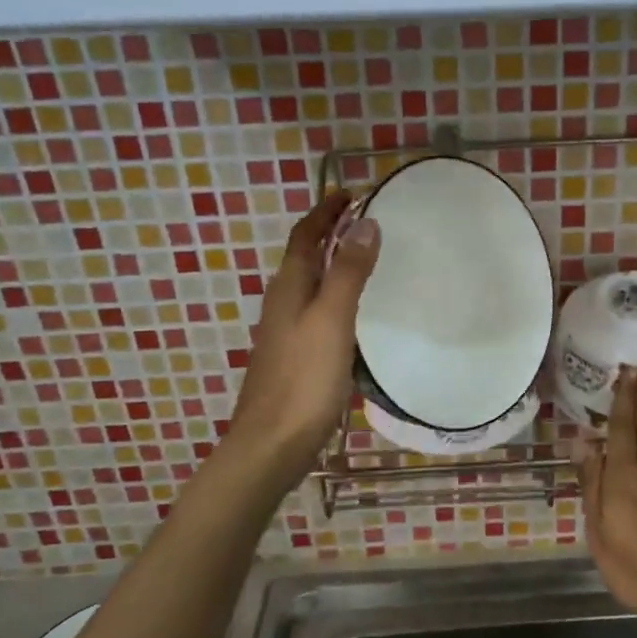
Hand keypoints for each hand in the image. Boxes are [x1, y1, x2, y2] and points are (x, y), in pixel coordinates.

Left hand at [228, 192, 380, 484]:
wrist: (272, 444)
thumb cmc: (303, 379)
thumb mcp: (332, 319)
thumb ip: (348, 272)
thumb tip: (364, 223)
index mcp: (289, 288)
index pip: (306, 235)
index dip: (326, 211)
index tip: (351, 193)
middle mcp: (282, 303)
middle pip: (305, 256)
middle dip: (330, 232)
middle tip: (364, 220)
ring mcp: (285, 331)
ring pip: (310, 283)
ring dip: (333, 263)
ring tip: (364, 256)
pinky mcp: (294, 355)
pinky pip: (316, 309)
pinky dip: (335, 294)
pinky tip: (354, 312)